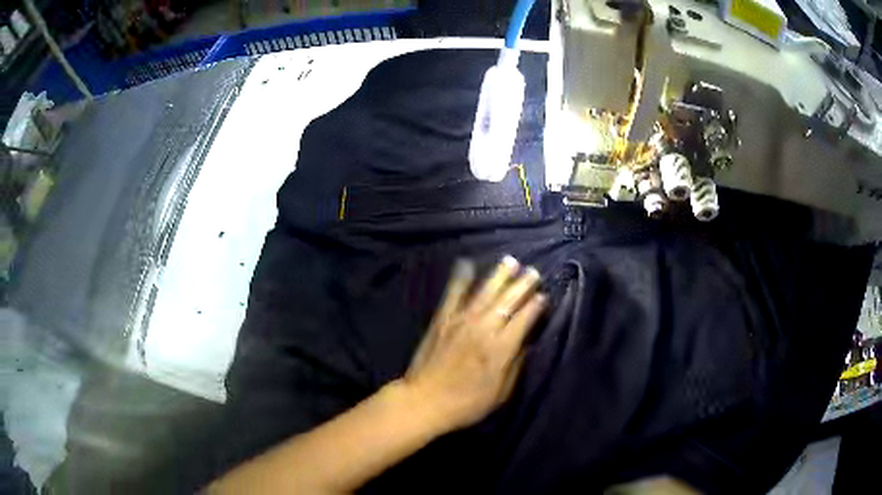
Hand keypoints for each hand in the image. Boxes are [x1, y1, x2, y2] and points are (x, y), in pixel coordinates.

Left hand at [402, 256, 546, 431]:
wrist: (424, 401)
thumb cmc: (466, 404)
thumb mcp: (501, 393)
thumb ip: (515, 365)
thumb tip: (527, 342)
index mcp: (501, 349)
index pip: (524, 319)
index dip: (536, 305)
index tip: (544, 295)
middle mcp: (483, 328)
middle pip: (508, 300)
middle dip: (523, 284)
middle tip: (534, 272)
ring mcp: (461, 321)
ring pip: (485, 292)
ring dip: (499, 275)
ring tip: (511, 261)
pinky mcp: (442, 319)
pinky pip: (453, 294)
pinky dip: (461, 278)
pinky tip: (467, 263)